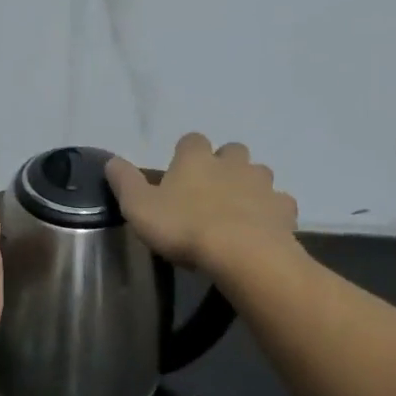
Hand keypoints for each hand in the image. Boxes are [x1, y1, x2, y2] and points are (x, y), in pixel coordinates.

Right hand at [105, 134, 298, 271]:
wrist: (242, 255)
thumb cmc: (184, 227)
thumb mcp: (138, 207)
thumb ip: (124, 182)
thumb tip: (111, 160)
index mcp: (196, 159)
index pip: (191, 140)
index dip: (185, 153)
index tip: (178, 172)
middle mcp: (232, 163)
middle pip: (231, 152)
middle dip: (223, 165)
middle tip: (209, 190)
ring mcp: (262, 185)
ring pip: (259, 174)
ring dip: (249, 186)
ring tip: (235, 211)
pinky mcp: (284, 210)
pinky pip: (279, 204)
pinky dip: (270, 212)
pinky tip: (260, 229)